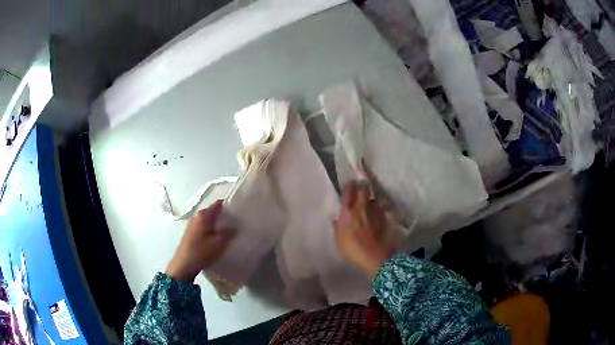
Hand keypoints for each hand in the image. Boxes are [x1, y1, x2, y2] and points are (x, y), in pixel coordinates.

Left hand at [166, 200, 235, 282]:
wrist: (183, 265)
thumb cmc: (201, 252)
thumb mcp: (218, 244)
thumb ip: (228, 233)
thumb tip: (236, 226)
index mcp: (204, 215)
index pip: (218, 204)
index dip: (229, 205)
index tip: (239, 211)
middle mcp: (197, 216)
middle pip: (213, 211)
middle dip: (224, 215)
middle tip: (236, 222)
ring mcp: (192, 224)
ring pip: (208, 219)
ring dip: (217, 223)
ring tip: (228, 230)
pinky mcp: (190, 232)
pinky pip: (203, 226)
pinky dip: (211, 228)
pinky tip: (216, 237)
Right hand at [333, 182, 393, 277]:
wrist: (373, 255)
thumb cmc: (351, 249)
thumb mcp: (338, 240)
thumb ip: (337, 227)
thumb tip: (335, 218)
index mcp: (347, 211)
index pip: (348, 191)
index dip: (349, 185)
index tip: (349, 183)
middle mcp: (361, 207)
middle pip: (363, 189)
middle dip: (361, 186)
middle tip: (359, 186)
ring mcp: (374, 211)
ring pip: (372, 198)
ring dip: (370, 198)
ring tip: (368, 200)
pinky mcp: (383, 217)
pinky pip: (379, 207)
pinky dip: (377, 208)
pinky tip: (376, 212)